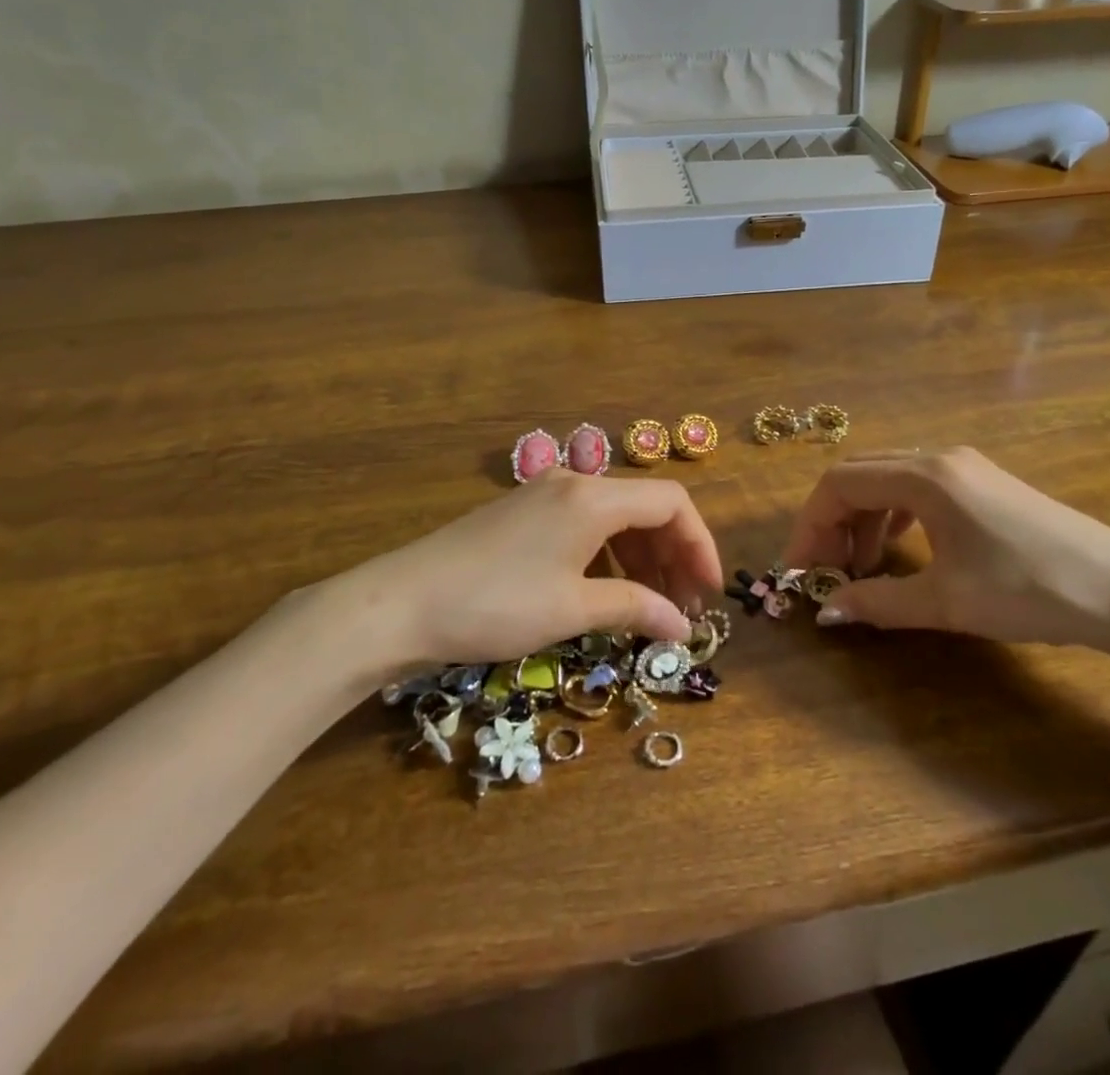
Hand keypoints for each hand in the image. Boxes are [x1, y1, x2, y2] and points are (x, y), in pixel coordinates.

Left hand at [330, 469, 720, 670]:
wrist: (401, 603)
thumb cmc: (496, 603)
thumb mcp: (573, 609)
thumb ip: (636, 610)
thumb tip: (682, 625)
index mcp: (594, 496)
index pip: (672, 502)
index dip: (700, 544)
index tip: (709, 592)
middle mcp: (574, 484)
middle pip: (645, 508)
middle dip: (672, 554)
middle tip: (683, 607)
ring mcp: (544, 496)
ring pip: (614, 518)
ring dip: (641, 558)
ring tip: (650, 606)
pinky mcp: (522, 514)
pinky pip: (584, 526)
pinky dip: (608, 556)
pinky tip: (606, 592)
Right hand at [782, 447, 1109, 652]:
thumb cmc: (1030, 589)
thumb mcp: (947, 602)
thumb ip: (879, 603)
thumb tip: (827, 612)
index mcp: (924, 476)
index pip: (839, 483)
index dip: (810, 525)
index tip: (801, 569)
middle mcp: (939, 458)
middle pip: (860, 475)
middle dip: (832, 521)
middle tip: (826, 570)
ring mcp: (966, 468)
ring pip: (888, 480)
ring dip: (863, 519)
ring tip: (862, 568)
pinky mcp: (984, 484)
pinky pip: (918, 489)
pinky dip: (894, 517)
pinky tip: (901, 552)